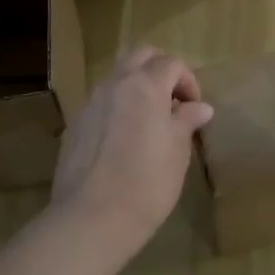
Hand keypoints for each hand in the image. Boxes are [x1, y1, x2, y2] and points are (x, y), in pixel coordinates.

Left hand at [50, 45, 214, 252]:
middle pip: (140, 56)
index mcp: (144, 86)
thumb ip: (186, 121)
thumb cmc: (147, 183)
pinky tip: (125, 141)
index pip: (171, 63)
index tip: (194, 108)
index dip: (188, 81)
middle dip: (161, 70)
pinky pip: (102, 103)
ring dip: (137, 87)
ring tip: (150, 122)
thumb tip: (199, 107)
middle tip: (174, 101)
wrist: (91, 218)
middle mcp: (114, 85)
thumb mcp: (177, 152)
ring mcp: (90, 104)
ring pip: (117, 78)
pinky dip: (118, 108)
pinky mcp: (76, 126)